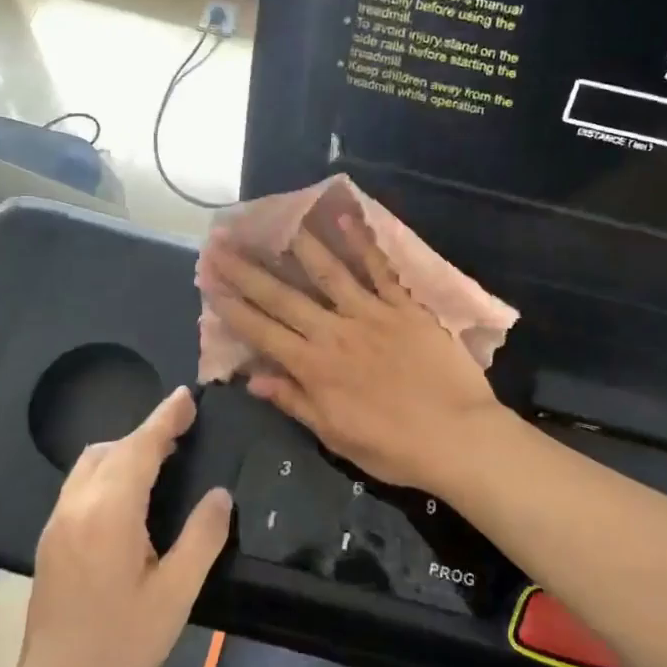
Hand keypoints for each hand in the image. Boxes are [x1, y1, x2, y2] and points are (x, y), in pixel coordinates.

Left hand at [17, 388, 230, 666]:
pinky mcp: (50, 540)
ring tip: (160, 459)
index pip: (139, 448)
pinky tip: (129, 495)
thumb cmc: (121, 642)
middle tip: (183, 431)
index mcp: (109, 513)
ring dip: (124, 451)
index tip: (186, 397)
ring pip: (89, 464)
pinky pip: (80, 485)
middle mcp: (77, 506)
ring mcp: (57, 523)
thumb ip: (202, 537)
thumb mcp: (176, 593)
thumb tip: (219, 496)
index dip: (165, 419)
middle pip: (110, 449)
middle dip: (146, 433)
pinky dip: (108, 471)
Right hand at [202, 217, 503, 490]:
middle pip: (283, 296)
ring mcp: (371, 314)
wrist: (457, 437)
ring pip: (328, 272)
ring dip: (298, 245)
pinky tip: (343, 218)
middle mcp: (334, 332)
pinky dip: (362, 242)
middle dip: (248, 269)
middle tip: (222, 241)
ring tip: (275, 220)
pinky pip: (380, 269)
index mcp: (314, 368)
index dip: (232, 305)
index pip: (262, 331)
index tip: (209, 280)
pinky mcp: (405, 306)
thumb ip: (295, 402)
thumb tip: (253, 380)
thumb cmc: (394, 448)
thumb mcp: (335, 436)